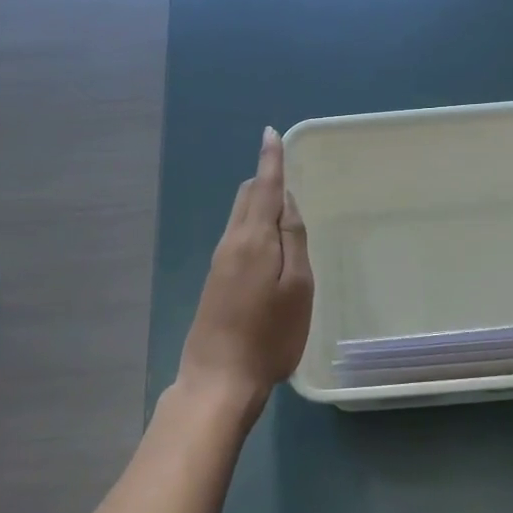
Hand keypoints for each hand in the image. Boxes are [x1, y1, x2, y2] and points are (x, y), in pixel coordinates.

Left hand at [180, 127, 314, 415]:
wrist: (218, 379)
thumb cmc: (269, 336)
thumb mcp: (297, 288)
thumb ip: (293, 240)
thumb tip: (286, 201)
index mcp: (254, 239)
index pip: (264, 187)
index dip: (271, 159)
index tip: (270, 133)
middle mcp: (231, 242)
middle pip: (247, 197)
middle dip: (265, 179)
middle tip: (287, 172)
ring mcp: (219, 262)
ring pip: (240, 216)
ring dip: (259, 202)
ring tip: (282, 202)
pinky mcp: (215, 280)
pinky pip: (237, 235)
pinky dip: (253, 223)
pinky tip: (267, 240)